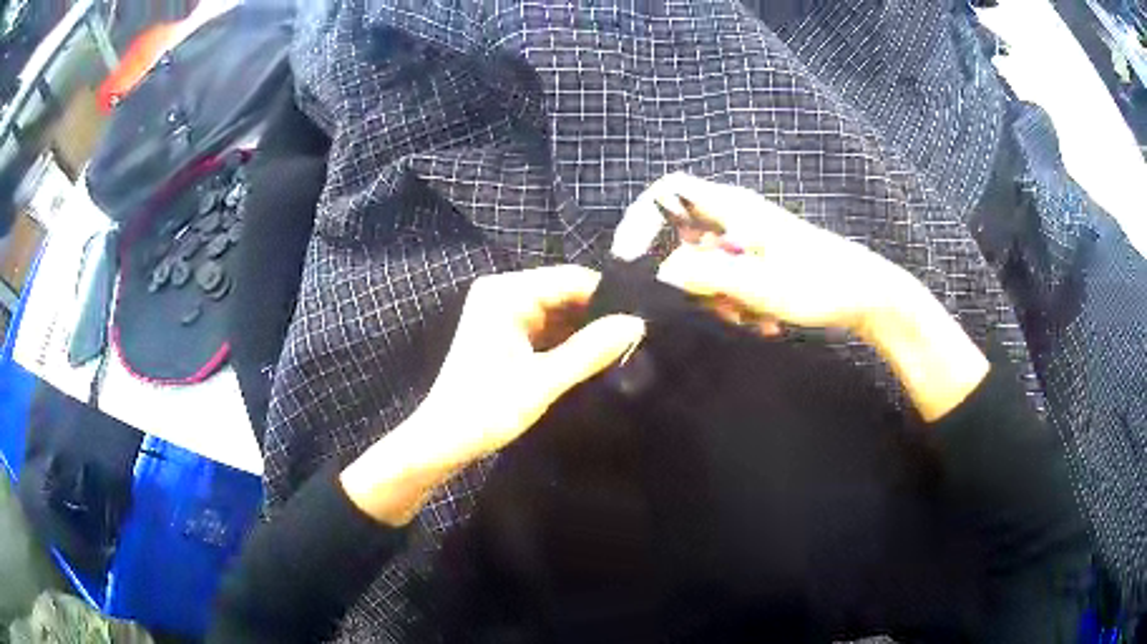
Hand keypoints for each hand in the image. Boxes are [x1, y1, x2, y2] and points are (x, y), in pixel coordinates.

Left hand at [340, 265, 645, 524]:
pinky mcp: (507, 335)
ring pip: (561, 313)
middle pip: (566, 294)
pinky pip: (549, 329)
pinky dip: (570, 343)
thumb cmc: (484, 410)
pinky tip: (597, 358)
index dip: (609, 298)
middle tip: (640, 338)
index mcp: (507, 292)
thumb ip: (591, 351)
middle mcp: (504, 293)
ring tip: (626, 348)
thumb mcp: (542, 382)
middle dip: (599, 316)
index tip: (645, 319)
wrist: (442, 442)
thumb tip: (637, 325)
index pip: (572, 279)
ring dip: (587, 332)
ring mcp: (504, 314)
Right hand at [642, 173, 987, 421]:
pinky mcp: (761, 259)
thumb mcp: (759, 283)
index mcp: (733, 208)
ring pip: (707, 264)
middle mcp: (736, 216)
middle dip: (688, 277)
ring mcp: (749, 239)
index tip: (632, 259)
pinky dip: (736, 300)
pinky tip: (764, 321)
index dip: (642, 218)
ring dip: (717, 296)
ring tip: (749, 319)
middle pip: (683, 235)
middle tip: (711, 307)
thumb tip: (661, 271)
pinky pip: (729, 278)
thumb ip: (706, 274)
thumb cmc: (819, 283)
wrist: (866, 294)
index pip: (668, 191)